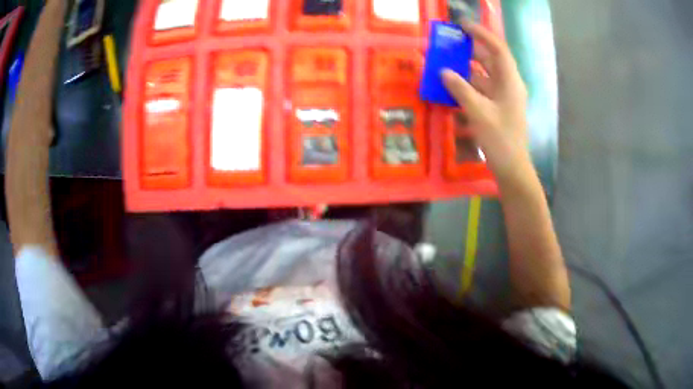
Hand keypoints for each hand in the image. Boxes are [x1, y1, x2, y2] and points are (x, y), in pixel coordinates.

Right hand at [441, 20, 528, 181]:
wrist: (512, 169)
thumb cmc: (500, 140)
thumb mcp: (479, 113)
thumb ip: (460, 90)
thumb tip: (444, 71)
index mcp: (510, 82)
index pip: (498, 49)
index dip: (482, 34)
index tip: (463, 26)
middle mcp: (508, 86)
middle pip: (489, 60)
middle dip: (470, 49)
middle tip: (449, 42)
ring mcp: (503, 97)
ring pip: (483, 75)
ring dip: (465, 68)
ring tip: (445, 61)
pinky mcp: (497, 108)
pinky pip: (481, 90)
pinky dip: (467, 86)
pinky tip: (451, 86)